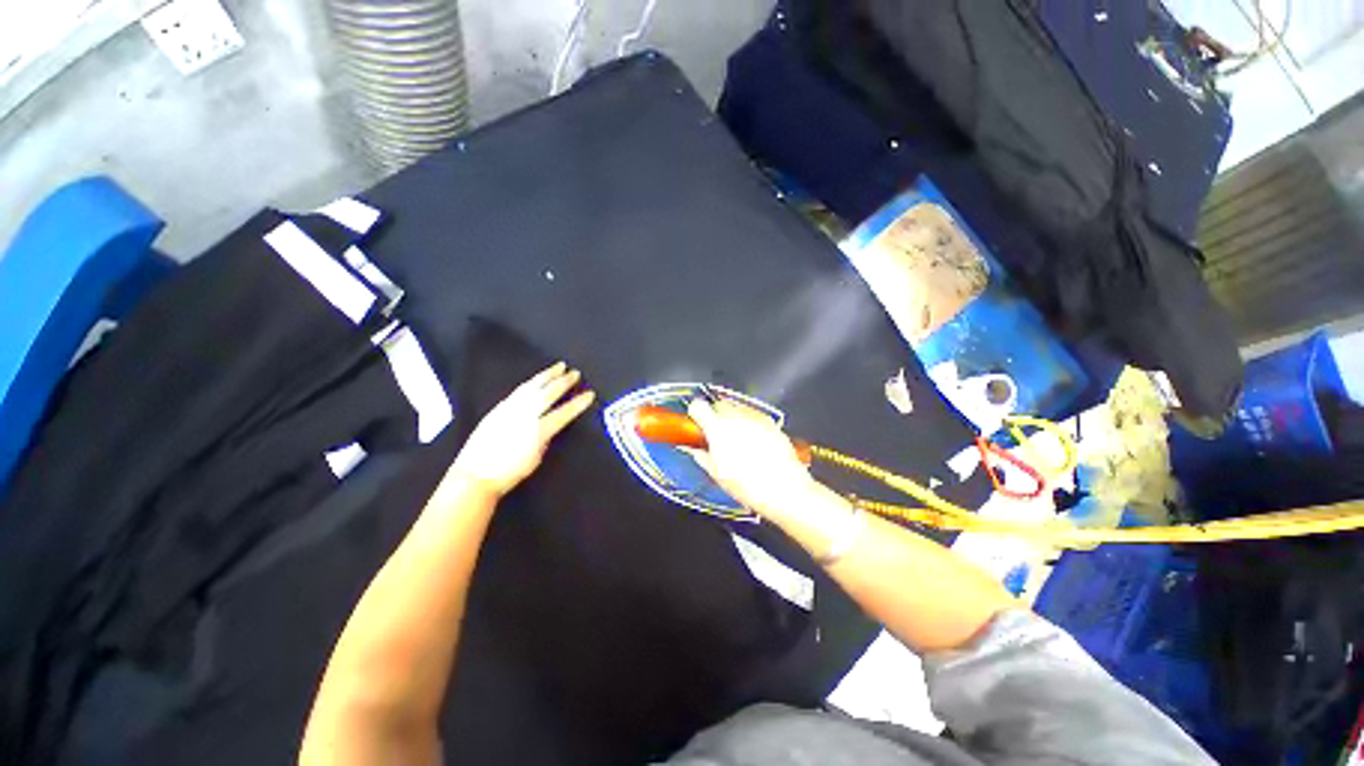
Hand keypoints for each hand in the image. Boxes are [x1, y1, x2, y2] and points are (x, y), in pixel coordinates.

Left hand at [449, 362, 595, 498]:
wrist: (474, 475)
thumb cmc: (508, 473)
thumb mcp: (535, 459)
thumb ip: (544, 439)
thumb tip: (549, 425)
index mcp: (538, 431)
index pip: (563, 413)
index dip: (578, 403)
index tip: (590, 394)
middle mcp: (524, 416)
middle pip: (548, 394)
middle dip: (564, 382)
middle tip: (575, 373)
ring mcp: (510, 409)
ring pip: (532, 387)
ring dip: (547, 375)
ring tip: (558, 366)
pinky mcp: (498, 409)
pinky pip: (519, 391)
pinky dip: (531, 383)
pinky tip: (536, 380)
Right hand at [685, 398, 817, 521]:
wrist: (785, 489)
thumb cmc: (747, 485)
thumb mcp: (716, 473)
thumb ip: (700, 454)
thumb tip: (691, 447)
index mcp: (718, 427)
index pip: (698, 406)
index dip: (694, 414)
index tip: (696, 424)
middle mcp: (736, 416)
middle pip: (717, 403)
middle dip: (713, 415)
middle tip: (714, 435)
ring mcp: (755, 416)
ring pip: (736, 407)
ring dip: (731, 417)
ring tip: (735, 440)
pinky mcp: (770, 421)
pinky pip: (752, 414)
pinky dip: (747, 422)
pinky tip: (752, 442)